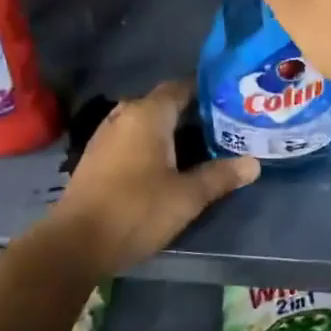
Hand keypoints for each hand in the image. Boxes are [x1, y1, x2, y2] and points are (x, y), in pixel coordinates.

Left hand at [51, 80, 258, 272]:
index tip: (230, 100)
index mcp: (148, 114)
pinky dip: (150, 144)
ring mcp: (106, 135)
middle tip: (222, 126)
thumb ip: (220, 176)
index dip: (206, 91)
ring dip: (169, 131)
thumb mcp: (186, 196)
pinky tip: (166, 164)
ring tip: (200, 145)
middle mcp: (125, 115)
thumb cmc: (136, 210)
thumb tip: (254, 163)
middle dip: (191, 113)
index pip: (181, 86)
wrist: (76, 243)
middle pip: (163, 104)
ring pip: (145, 122)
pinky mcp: (96, 156)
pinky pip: (130, 138)